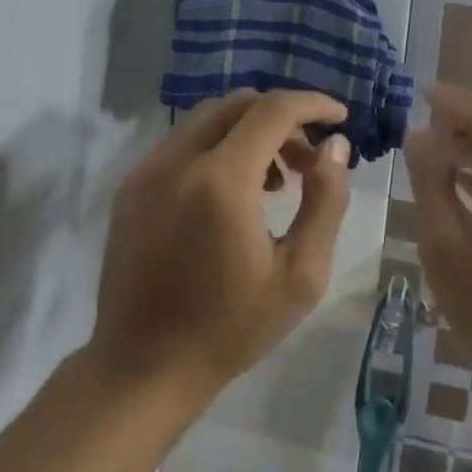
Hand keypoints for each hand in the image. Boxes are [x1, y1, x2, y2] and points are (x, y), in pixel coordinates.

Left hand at [90, 90, 352, 403]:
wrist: (143, 368)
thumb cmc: (232, 327)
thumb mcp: (301, 273)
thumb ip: (326, 201)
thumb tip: (335, 146)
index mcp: (220, 181)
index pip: (273, 110)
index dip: (313, 104)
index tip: (341, 119)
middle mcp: (177, 160)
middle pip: (238, 104)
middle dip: (283, 118)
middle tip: (309, 159)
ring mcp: (146, 172)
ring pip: (208, 120)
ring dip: (250, 132)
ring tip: (276, 182)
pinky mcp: (130, 188)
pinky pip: (183, 144)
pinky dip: (218, 148)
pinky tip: (234, 194)